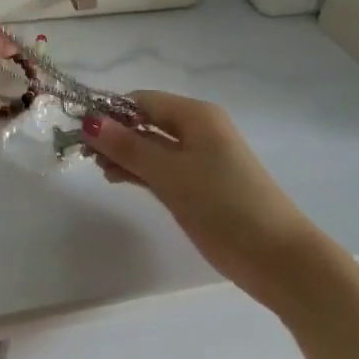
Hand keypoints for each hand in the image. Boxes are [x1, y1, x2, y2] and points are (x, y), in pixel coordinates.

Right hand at [83, 91, 314, 309]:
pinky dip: (141, 171)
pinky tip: (117, 179)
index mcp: (196, 115)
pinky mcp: (202, 186)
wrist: (279, 258)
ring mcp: (201, 159)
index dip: (110, 112)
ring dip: (125, 154)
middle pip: (147, 122)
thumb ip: (127, 147)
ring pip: (153, 147)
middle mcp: (199, 130)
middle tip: (84, 154)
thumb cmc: (223, 204)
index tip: (79, 131)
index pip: (142, 101)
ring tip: (98, 169)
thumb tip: (88, 121)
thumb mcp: (169, 174)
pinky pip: (164, 168)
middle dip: (115, 134)